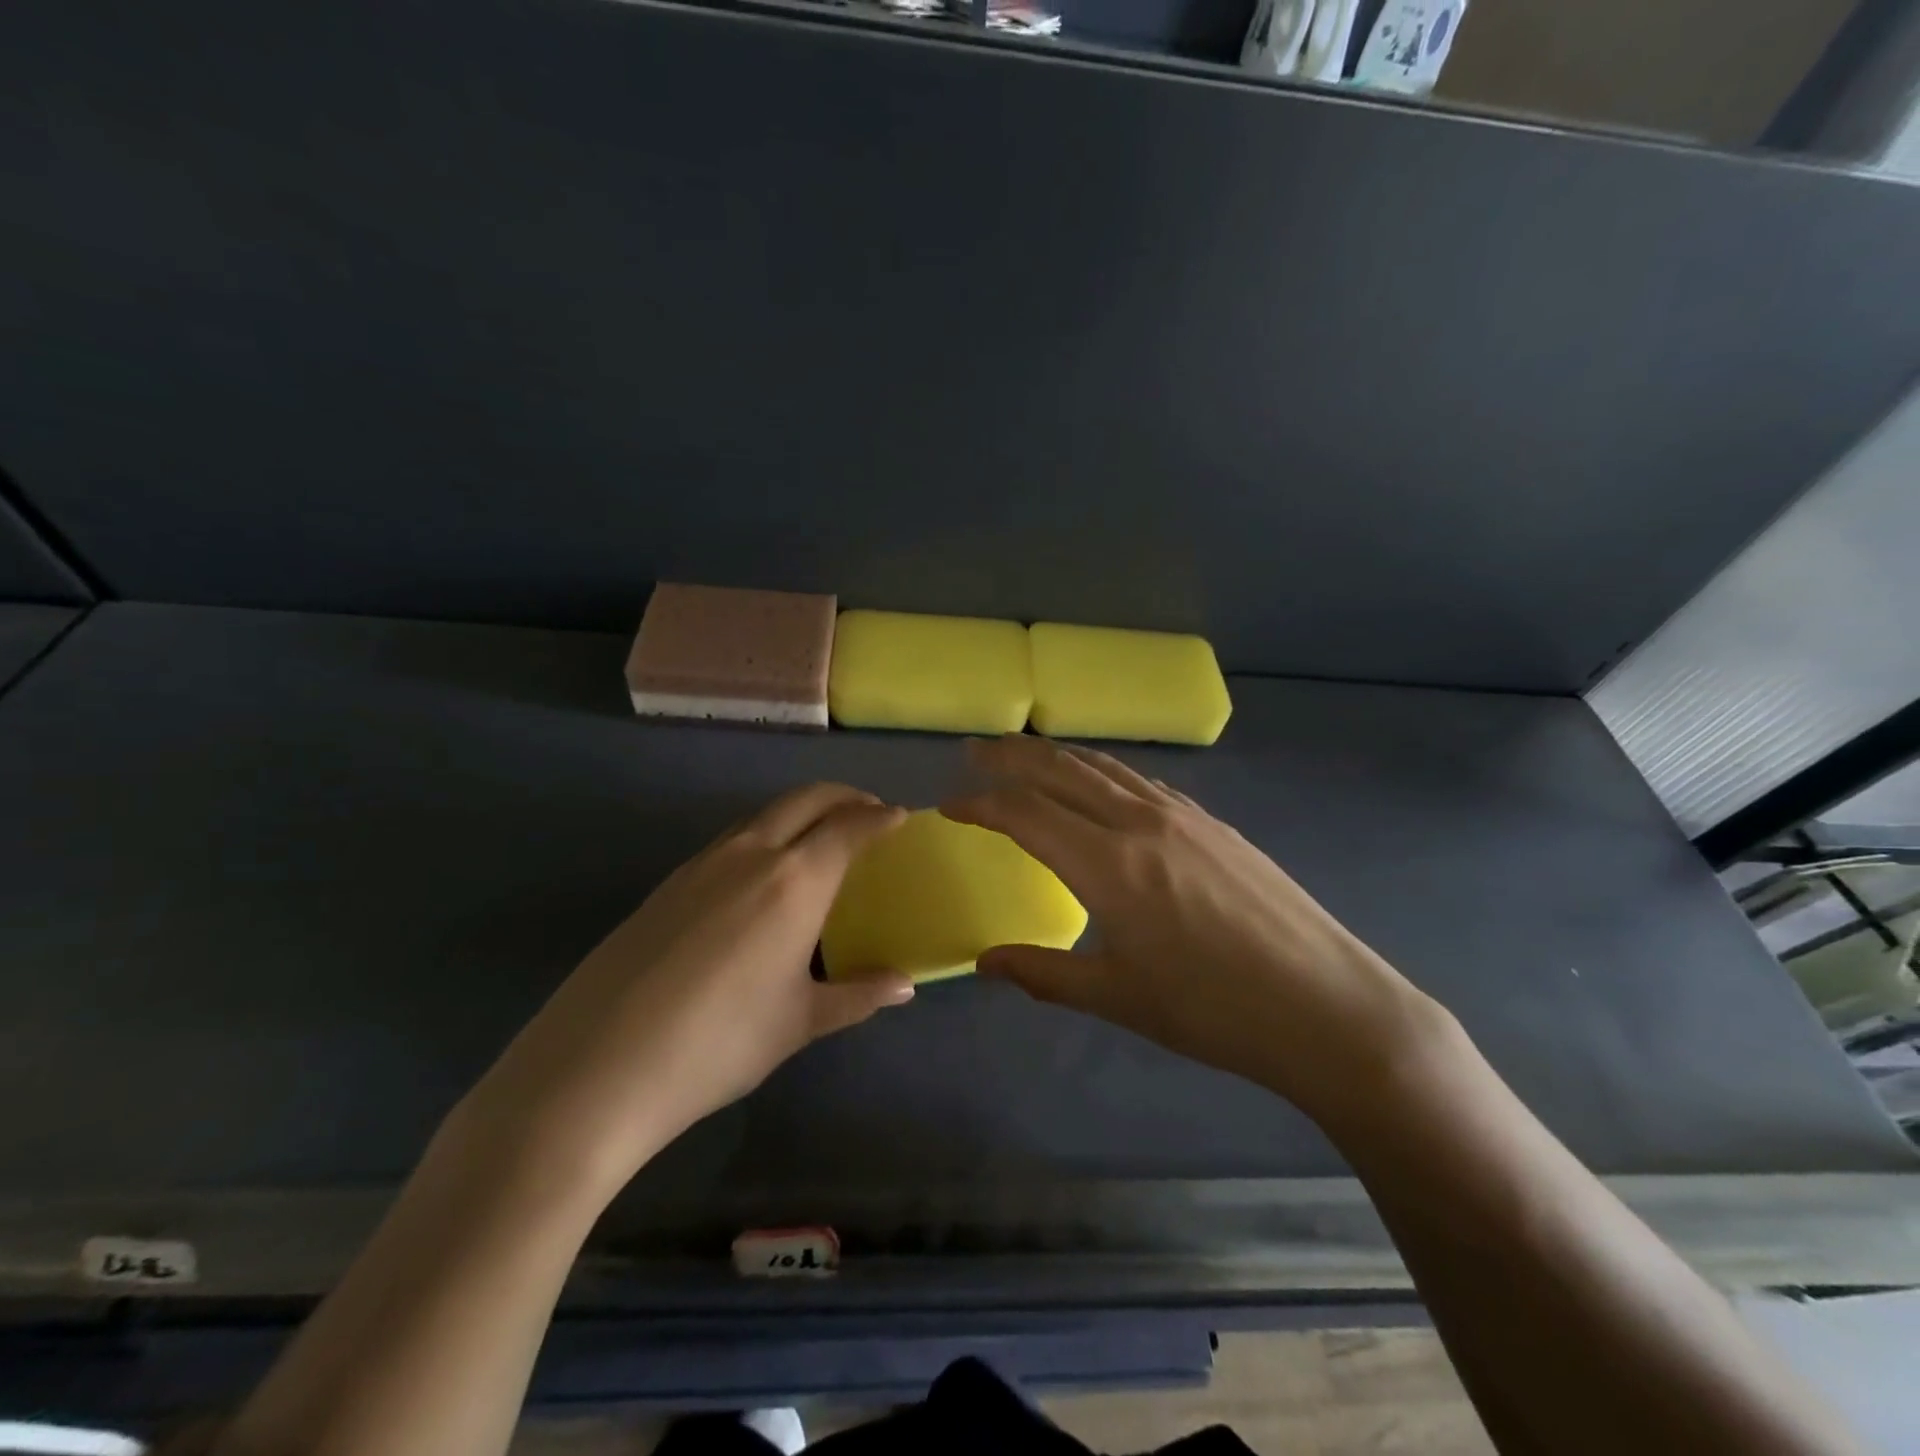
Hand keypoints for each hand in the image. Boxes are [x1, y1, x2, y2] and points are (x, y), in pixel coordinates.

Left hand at [449, 784, 915, 1201]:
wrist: (596, 1067)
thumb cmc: (719, 1043)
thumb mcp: (799, 1022)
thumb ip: (858, 995)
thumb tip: (906, 985)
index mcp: (795, 880)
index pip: (850, 826)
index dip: (880, 817)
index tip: (900, 817)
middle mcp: (751, 854)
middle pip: (806, 799)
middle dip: (844, 796)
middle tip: (869, 811)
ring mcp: (702, 863)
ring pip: (764, 814)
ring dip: (802, 810)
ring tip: (820, 837)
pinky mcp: (667, 882)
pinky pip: (731, 838)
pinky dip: (764, 834)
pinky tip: (761, 875)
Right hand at [942, 736, 1443, 1121]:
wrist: (1327, 1008)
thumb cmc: (1213, 1012)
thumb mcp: (1118, 998)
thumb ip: (1042, 974)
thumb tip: (983, 963)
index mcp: (1108, 865)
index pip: (1025, 814)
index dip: (980, 804)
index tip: (949, 806)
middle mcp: (1139, 822)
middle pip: (1060, 771)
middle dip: (1010, 756)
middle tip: (974, 751)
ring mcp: (1182, 816)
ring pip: (1103, 767)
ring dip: (1056, 755)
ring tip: (1025, 753)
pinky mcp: (1212, 823)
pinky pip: (1141, 781)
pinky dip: (1103, 771)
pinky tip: (1099, 782)